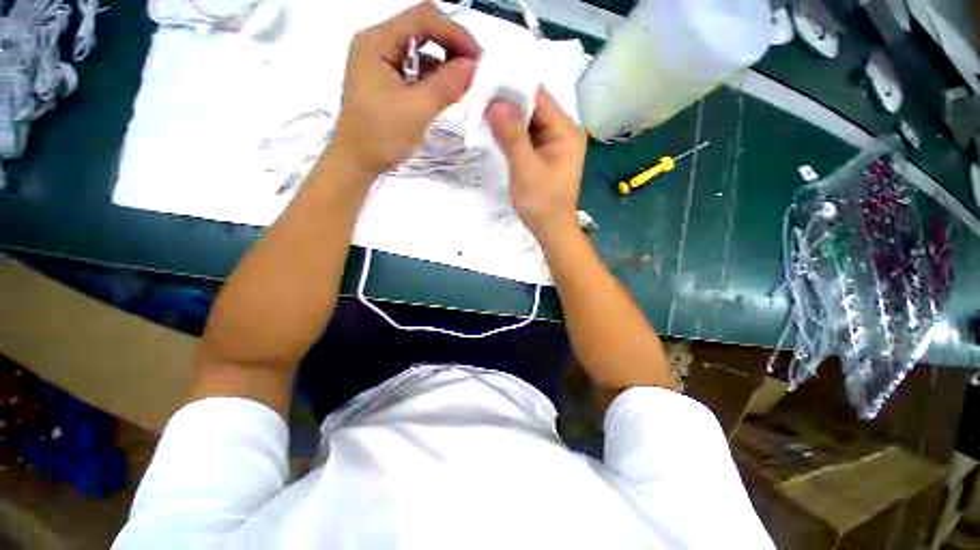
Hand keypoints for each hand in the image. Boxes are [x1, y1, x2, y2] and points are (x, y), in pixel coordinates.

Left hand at [328, 2, 480, 177]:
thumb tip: (474, 66)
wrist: (357, 162)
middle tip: (475, 72)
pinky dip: (435, 78)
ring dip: (446, 64)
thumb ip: (445, 85)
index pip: (423, 18)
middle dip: (452, 47)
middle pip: (423, 29)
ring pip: (422, 50)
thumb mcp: (416, 111)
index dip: (455, 33)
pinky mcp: (388, 79)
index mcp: (377, 41)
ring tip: (464, 85)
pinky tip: (447, 92)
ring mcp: (382, 61)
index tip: (478, 59)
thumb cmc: (381, 136)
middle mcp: (378, 43)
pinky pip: (417, 69)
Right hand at [485, 88, 586, 238]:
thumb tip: (495, 102)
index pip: (538, 97)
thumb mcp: (525, 170)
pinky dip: (511, 135)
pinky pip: (526, 138)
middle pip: (533, 108)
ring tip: (480, 113)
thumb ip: (512, 137)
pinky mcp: (544, 155)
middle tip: (478, 100)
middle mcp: (562, 132)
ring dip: (507, 120)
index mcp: (565, 131)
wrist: (551, 230)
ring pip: (528, 123)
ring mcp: (553, 144)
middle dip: (507, 105)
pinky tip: (493, 132)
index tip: (484, 85)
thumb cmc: (542, 203)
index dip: (512, 89)